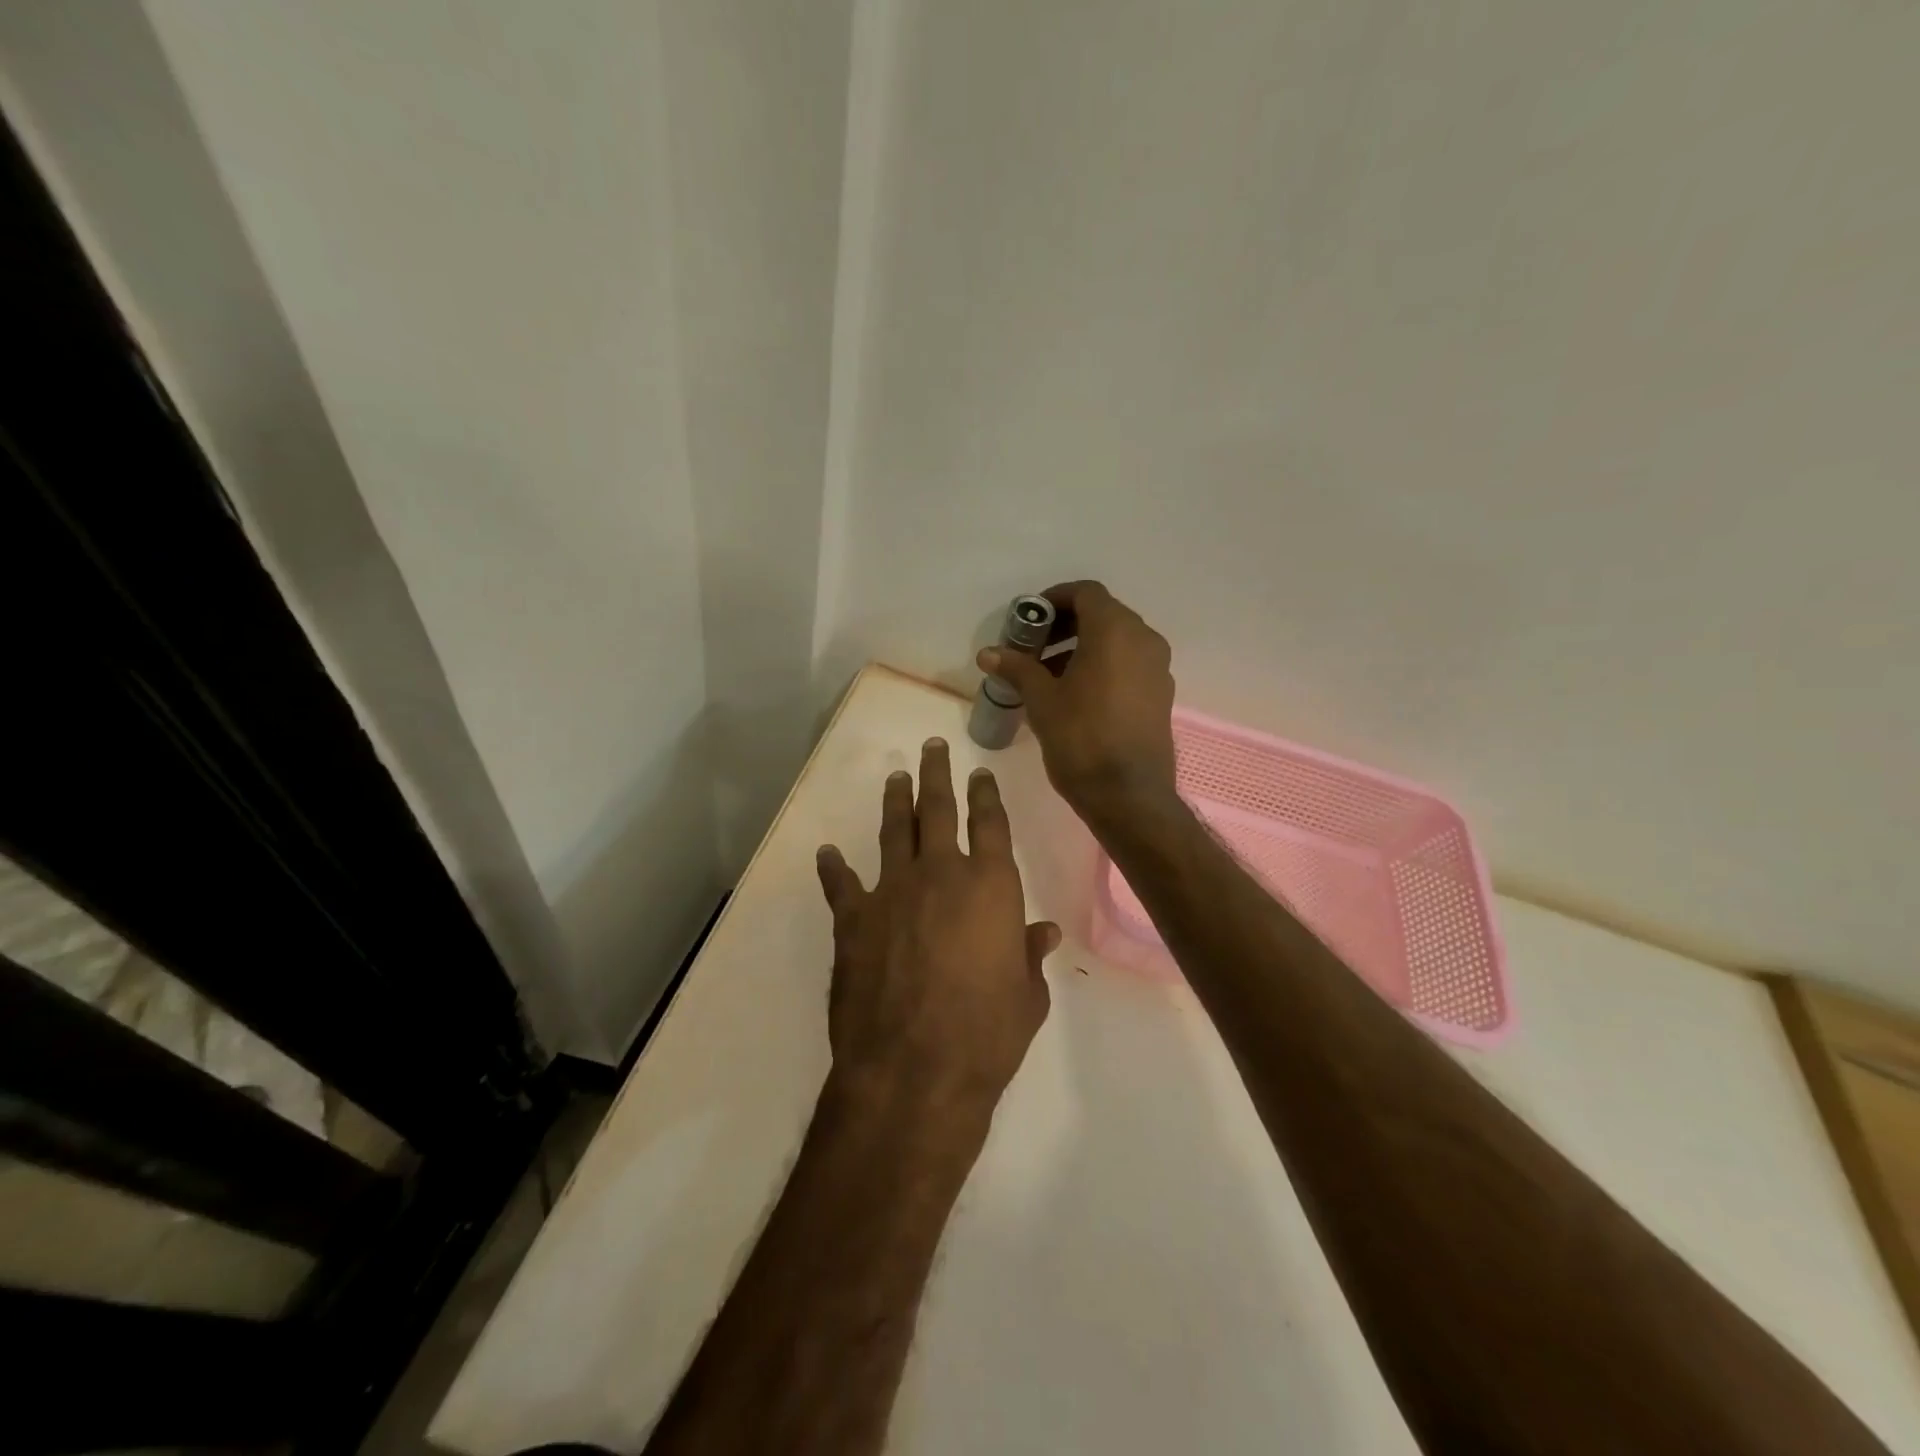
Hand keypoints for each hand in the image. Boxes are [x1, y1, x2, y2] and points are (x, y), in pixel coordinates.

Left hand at [815, 739, 1057, 1133]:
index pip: (990, 823)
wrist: (914, 1070)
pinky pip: (842, 884)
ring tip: (896, 777)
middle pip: (938, 809)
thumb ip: (1029, 955)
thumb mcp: (1026, 996)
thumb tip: (1043, 932)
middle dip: (937, 774)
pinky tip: (828, 853)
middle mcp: (941, 874)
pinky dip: (834, 868)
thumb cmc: (986, 1034)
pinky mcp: (853, 919)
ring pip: (894, 831)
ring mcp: (892, 891)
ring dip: (896, 801)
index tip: (980, 773)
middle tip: (934, 747)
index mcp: (990, 886)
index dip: (986, 794)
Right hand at [976, 581, 1177, 825]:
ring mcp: (1158, 668)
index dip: (1054, 599)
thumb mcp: (1041, 700)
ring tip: (1049, 676)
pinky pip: (1129, 664)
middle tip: (1034, 648)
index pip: (1086, 593)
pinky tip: (1077, 696)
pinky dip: (1103, 666)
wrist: (1128, 795)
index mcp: (1115, 631)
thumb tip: (988, 654)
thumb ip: (1017, 668)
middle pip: (1103, 615)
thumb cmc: (1081, 739)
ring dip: (1083, 648)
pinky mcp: (1161, 694)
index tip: (1029, 620)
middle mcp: (1144, 640)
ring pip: (1118, 641)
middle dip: (1066, 626)